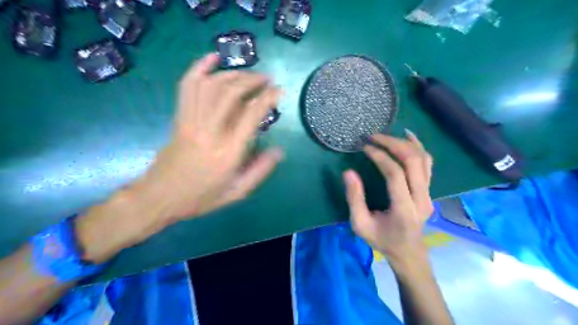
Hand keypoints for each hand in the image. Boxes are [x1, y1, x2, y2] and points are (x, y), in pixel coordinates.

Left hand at [131, 54, 283, 220]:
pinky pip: (187, 87)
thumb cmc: (201, 197)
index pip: (251, 115)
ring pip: (212, 86)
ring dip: (233, 74)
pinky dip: (199, 68)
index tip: (279, 90)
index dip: (268, 98)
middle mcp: (210, 131)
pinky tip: (212, 58)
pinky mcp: (179, 118)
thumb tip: (279, 150)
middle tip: (266, 79)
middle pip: (232, 93)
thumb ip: (260, 171)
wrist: (160, 196)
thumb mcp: (237, 193)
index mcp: (228, 152)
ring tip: (248, 74)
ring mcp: (191, 122)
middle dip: (252, 80)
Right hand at [342, 131, 432, 259]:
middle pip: (413, 161)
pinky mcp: (429, 190)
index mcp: (403, 209)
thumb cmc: (382, 240)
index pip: (395, 174)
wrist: (408, 253)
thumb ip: (354, 199)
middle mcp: (421, 199)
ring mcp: (429, 194)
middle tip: (374, 137)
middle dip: (392, 144)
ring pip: (423, 159)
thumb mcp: (360, 225)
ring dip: (404, 143)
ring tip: (386, 136)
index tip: (365, 148)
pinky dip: (418, 147)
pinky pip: (427, 163)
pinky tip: (408, 137)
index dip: (380, 157)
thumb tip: (349, 172)